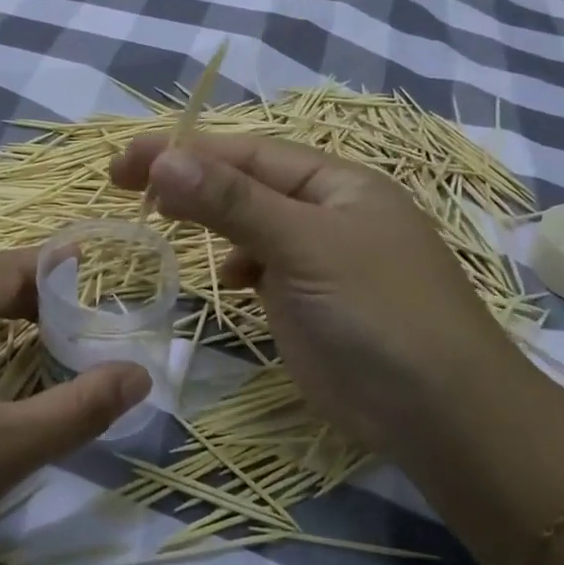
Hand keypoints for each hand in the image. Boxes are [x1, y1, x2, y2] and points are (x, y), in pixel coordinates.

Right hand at [110, 133, 536, 457]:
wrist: (438, 413)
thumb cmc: (376, 311)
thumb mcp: (303, 245)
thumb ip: (231, 202)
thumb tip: (162, 159)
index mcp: (335, 182)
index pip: (246, 153)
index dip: (184, 151)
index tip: (125, 160)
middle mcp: (326, 212)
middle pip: (244, 183)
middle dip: (188, 180)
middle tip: (125, 184)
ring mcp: (317, 258)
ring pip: (249, 224)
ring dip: (208, 218)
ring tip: (161, 219)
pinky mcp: (307, 301)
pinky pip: (260, 266)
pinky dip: (235, 264)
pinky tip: (226, 278)